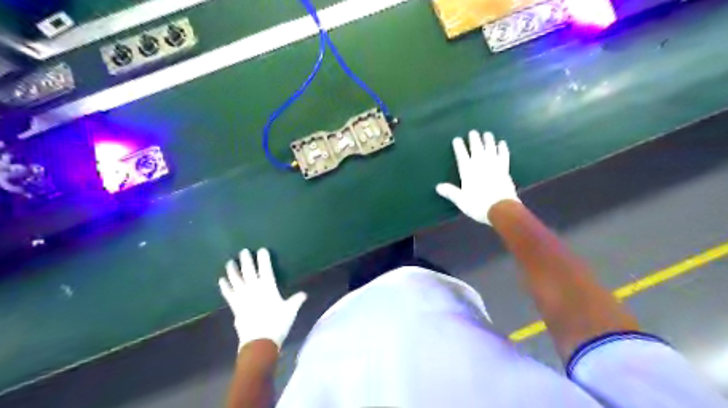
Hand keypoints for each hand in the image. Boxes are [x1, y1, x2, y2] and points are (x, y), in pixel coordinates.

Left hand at [215, 247, 305, 352]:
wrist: (259, 341)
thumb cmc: (277, 323)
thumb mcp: (290, 311)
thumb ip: (296, 300)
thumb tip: (304, 294)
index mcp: (268, 287)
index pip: (266, 268)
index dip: (264, 258)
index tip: (262, 249)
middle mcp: (253, 288)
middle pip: (248, 271)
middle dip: (246, 260)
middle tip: (243, 251)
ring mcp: (242, 297)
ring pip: (236, 280)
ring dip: (232, 270)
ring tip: (229, 262)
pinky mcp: (234, 306)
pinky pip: (228, 293)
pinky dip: (225, 286)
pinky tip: (222, 280)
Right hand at [437, 130, 516, 224]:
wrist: (500, 208)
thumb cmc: (478, 205)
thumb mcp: (461, 200)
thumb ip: (450, 192)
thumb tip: (438, 187)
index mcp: (467, 170)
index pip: (461, 155)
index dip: (458, 146)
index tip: (456, 139)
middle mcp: (480, 164)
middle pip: (476, 148)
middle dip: (474, 139)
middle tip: (472, 132)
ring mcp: (494, 165)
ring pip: (490, 148)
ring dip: (488, 140)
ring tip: (487, 134)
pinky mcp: (504, 169)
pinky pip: (503, 155)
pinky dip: (502, 148)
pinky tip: (502, 143)